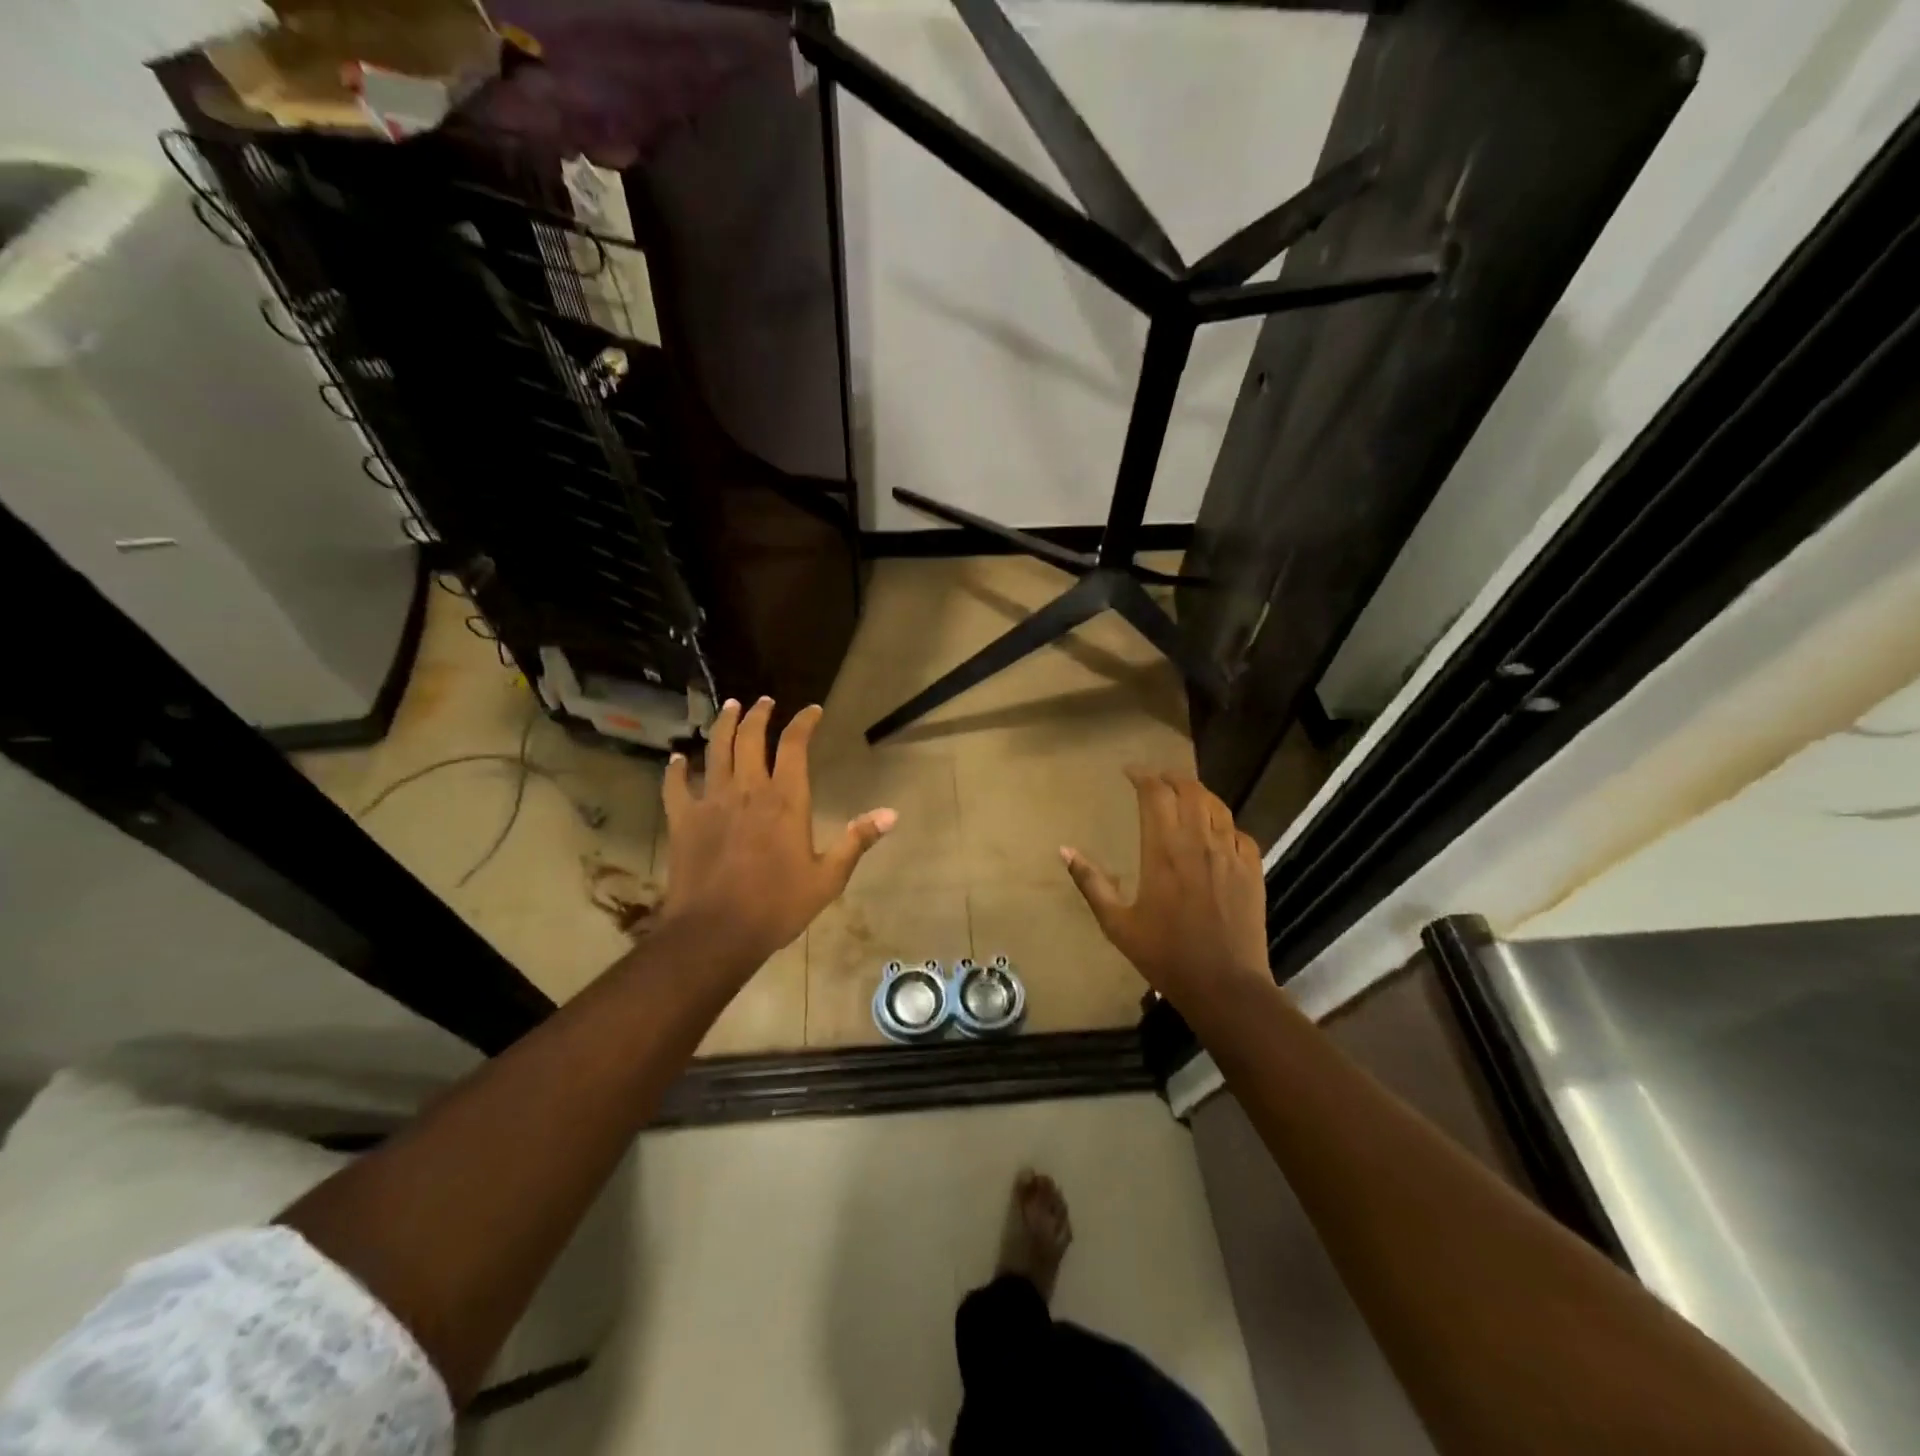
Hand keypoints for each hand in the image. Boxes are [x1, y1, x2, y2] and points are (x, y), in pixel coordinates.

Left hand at [657, 697, 895, 978]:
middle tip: (764, 701)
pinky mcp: (683, 820)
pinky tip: (676, 758)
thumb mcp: (828, 878)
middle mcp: (747, 790)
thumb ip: (857, 841)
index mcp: (786, 800)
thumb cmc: (777, 905)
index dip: (803, 723)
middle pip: (750, 738)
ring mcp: (711, 802)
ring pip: (715, 750)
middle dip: (758, 715)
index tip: (811, 711)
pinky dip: (675, 769)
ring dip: (722, 725)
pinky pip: (675, 785)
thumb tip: (891, 814)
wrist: (716, 931)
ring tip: (729, 708)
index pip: (794, 746)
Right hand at [1061, 768, 1270, 1016]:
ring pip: (1217, 806)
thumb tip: (1065, 850)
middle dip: (1171, 778)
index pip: (1155, 795)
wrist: (1225, 986)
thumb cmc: (1165, 955)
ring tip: (1184, 795)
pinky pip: (1240, 833)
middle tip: (1156, 780)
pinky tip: (1217, 833)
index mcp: (1163, 851)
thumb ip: (1091, 883)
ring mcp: (1230, 855)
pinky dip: (1224, 824)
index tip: (1129, 772)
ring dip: (1198, 794)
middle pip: (1189, 791)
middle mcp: (1198, 843)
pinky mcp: (1253, 871)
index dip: (1142, 777)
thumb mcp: (1117, 924)